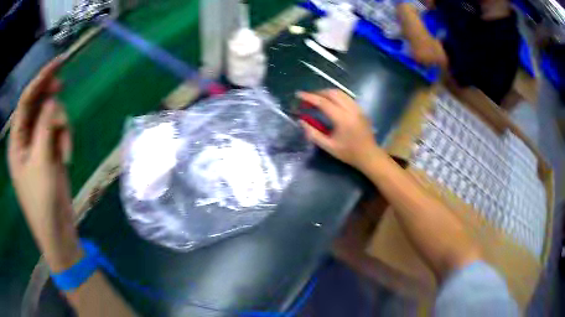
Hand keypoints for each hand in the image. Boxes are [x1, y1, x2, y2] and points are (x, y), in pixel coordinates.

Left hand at [7, 57, 81, 271]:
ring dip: (60, 125)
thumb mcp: (41, 162)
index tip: (58, 62)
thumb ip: (45, 127)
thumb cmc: (42, 202)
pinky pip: (57, 132)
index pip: (25, 101)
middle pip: (36, 105)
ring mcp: (37, 145)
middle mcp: (24, 139)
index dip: (39, 79)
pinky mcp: (49, 152)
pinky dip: (64, 139)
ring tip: (65, 148)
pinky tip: (67, 155)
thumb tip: (52, 100)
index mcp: (16, 142)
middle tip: (62, 85)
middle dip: (49, 96)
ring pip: (50, 117)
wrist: (57, 231)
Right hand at [297, 89, 383, 170]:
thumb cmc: (348, 153)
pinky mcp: (361, 109)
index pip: (323, 102)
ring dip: (327, 93)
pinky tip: (331, 102)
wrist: (369, 155)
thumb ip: (313, 133)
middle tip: (308, 98)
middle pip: (332, 93)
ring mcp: (357, 108)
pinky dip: (336, 96)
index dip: (309, 97)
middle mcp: (351, 109)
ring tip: (317, 98)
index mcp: (342, 119)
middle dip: (318, 93)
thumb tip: (301, 121)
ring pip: (340, 93)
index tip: (299, 94)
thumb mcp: (328, 146)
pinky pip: (346, 97)